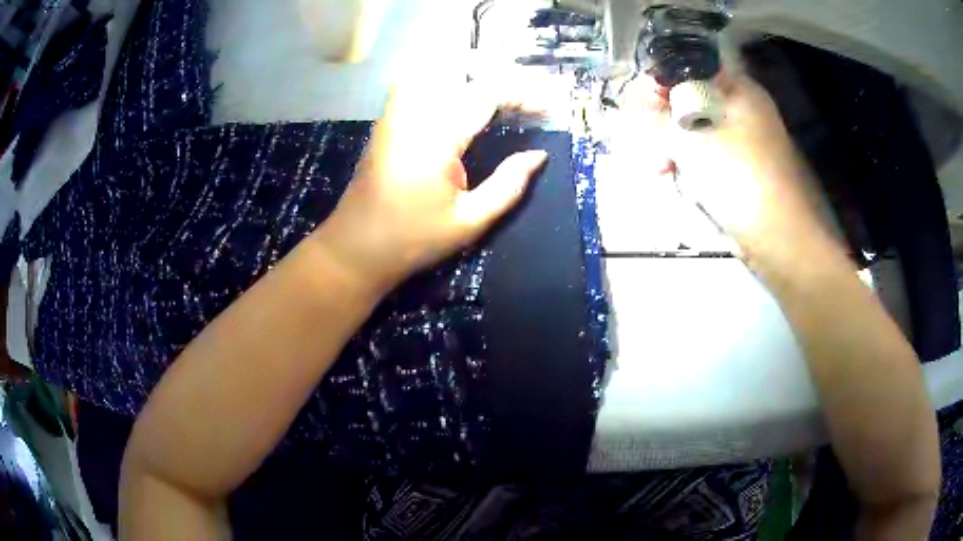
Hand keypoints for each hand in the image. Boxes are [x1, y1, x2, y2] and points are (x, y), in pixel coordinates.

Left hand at [314, 79, 547, 291]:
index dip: (523, 94)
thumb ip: (508, 185)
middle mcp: (414, 114)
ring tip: (502, 98)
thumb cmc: (412, 240)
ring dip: (474, 77)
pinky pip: (419, 84)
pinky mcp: (387, 120)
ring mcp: (396, 114)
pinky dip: (447, 83)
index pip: (487, 93)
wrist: (354, 248)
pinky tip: (462, 100)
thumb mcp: (469, 221)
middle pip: (463, 73)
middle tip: (529, 103)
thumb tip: (538, 156)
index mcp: (437, 137)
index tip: (548, 109)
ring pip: (438, 72)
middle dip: (502, 81)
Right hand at [623, 71, 826, 253]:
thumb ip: (656, 116)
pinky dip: (686, 161)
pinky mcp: (738, 166)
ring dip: (668, 145)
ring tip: (659, 169)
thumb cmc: (740, 180)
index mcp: (734, 87)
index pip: (684, 66)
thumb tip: (635, 104)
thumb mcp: (690, 140)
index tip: (633, 106)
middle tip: (646, 144)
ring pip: (691, 128)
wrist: (782, 240)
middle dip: (659, 120)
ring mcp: (740, 137)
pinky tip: (672, 177)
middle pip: (686, 98)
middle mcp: (738, 106)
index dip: (655, 82)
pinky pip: (703, 152)